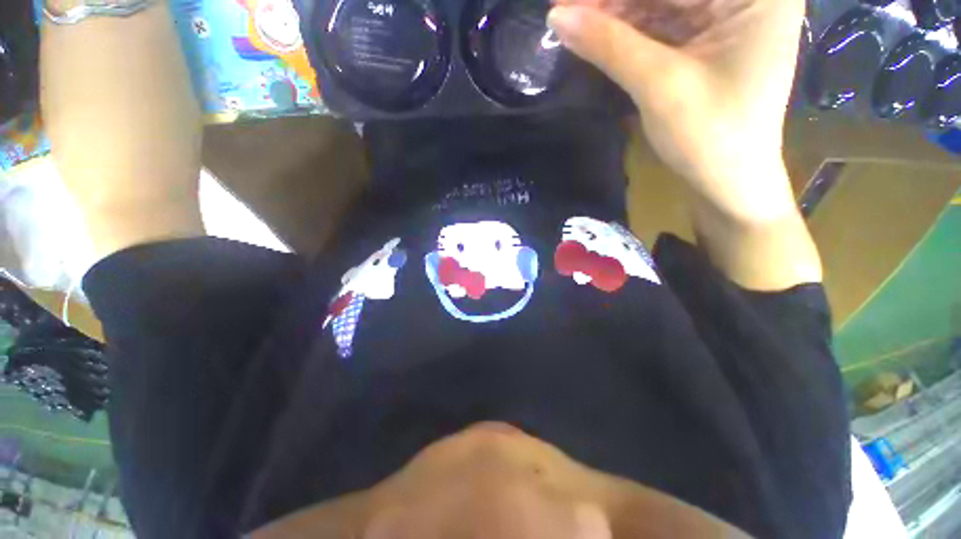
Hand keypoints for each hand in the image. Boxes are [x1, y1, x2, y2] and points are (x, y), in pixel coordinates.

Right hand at [548, 0, 805, 221]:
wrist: (728, 183)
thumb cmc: (709, 138)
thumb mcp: (659, 86)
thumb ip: (609, 46)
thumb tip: (557, 17)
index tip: (567, 1)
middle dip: (614, 1)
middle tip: (564, 13)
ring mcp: (727, 17)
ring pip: (660, 3)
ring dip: (616, 15)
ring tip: (572, 23)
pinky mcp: (708, 41)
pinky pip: (662, 25)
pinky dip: (628, 32)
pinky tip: (598, 36)